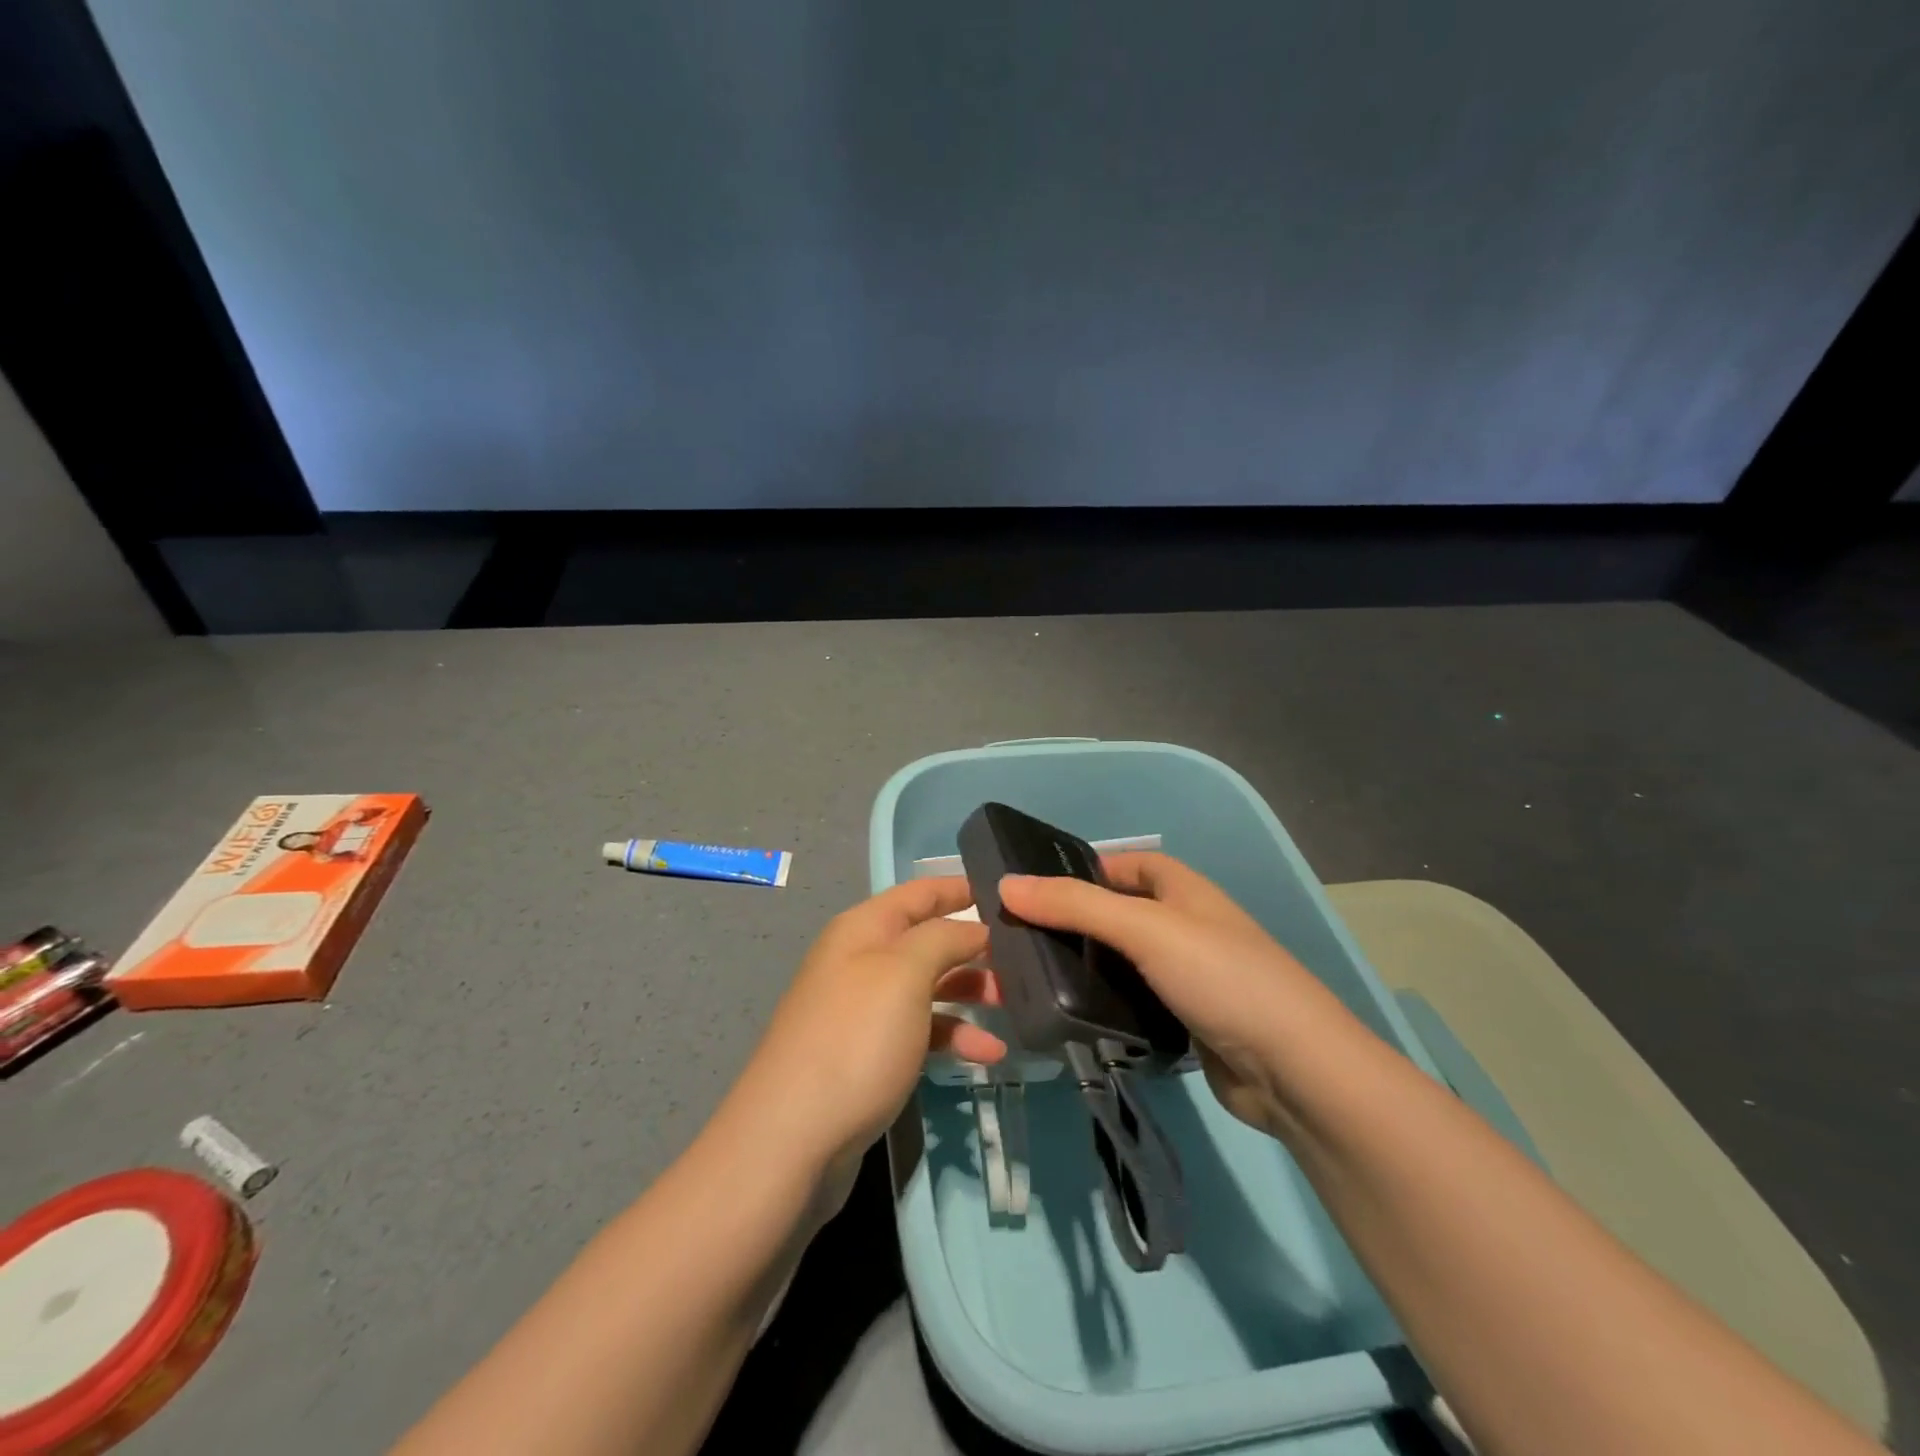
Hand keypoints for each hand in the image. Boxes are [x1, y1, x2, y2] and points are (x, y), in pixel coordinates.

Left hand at [730, 878, 1006, 1202]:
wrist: (791, 1140)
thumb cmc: (855, 1039)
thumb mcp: (905, 973)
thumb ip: (944, 938)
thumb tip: (973, 927)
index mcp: (863, 929)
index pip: (919, 893)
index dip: (958, 888)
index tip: (1007, 892)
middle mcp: (861, 961)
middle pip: (927, 940)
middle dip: (973, 946)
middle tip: (1025, 958)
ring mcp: (864, 1011)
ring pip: (928, 986)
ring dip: (970, 992)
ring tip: (1014, 1005)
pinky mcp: (869, 1056)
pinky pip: (921, 1031)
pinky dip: (954, 1036)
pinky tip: (988, 1054)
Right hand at [998, 853, 1364, 1141]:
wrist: (1295, 1070)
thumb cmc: (1221, 977)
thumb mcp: (1145, 929)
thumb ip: (1075, 905)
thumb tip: (1005, 884)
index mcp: (1183, 890)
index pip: (1125, 864)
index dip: (1084, 870)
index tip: (1034, 890)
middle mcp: (1186, 926)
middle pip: (1119, 913)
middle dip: (1075, 923)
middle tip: (1019, 940)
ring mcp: (1189, 976)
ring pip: (1124, 961)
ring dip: (1087, 967)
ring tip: (1032, 978)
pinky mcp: (1187, 1020)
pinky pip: (1135, 1001)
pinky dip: (1106, 1004)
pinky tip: (1071, 1016)